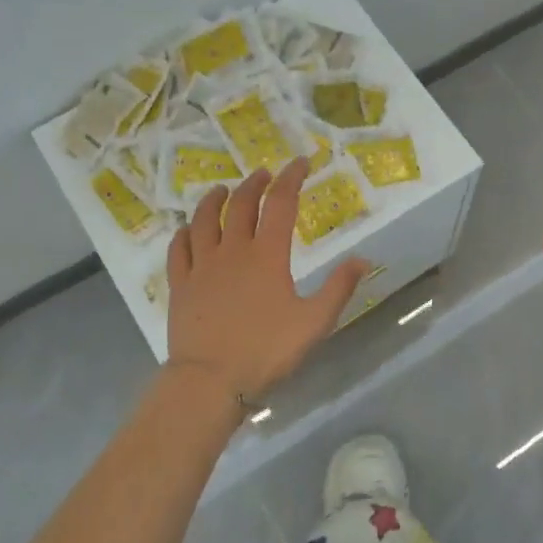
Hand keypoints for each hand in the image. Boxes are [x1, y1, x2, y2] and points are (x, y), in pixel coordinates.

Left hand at [164, 158, 370, 401]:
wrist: (210, 379)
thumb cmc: (266, 350)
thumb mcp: (314, 322)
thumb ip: (338, 288)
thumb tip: (363, 259)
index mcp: (267, 256)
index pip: (281, 204)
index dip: (292, 178)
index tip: (301, 162)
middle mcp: (232, 250)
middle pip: (240, 205)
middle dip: (254, 183)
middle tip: (264, 174)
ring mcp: (202, 266)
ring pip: (204, 220)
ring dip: (214, 199)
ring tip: (222, 189)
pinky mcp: (180, 284)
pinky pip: (179, 248)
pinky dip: (184, 232)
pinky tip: (187, 229)